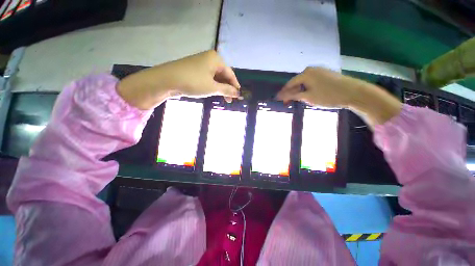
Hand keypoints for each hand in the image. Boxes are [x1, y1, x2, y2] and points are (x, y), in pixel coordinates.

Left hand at [117, 50, 240, 109]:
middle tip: (230, 100)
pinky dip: (212, 86)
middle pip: (223, 75)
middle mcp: (209, 59)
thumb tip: (238, 93)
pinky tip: (214, 92)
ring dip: (220, 88)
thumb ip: (227, 90)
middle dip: (227, 88)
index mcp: (216, 59)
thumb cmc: (193, 82)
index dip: (235, 86)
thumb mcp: (213, 87)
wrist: (166, 80)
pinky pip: (208, 78)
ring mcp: (201, 64)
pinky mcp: (195, 70)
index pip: (230, 74)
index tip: (238, 96)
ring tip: (223, 98)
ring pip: (216, 77)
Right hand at [276, 67, 361, 107]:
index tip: (279, 101)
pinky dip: (307, 89)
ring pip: (304, 83)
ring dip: (299, 92)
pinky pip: (311, 82)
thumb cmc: (328, 95)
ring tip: (297, 101)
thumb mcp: (308, 97)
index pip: (289, 84)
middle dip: (291, 93)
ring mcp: (319, 71)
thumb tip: (280, 95)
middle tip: (288, 103)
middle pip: (296, 83)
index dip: (283, 93)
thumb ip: (293, 95)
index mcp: (305, 73)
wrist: (353, 92)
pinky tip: (308, 95)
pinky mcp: (326, 74)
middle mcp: (311, 69)